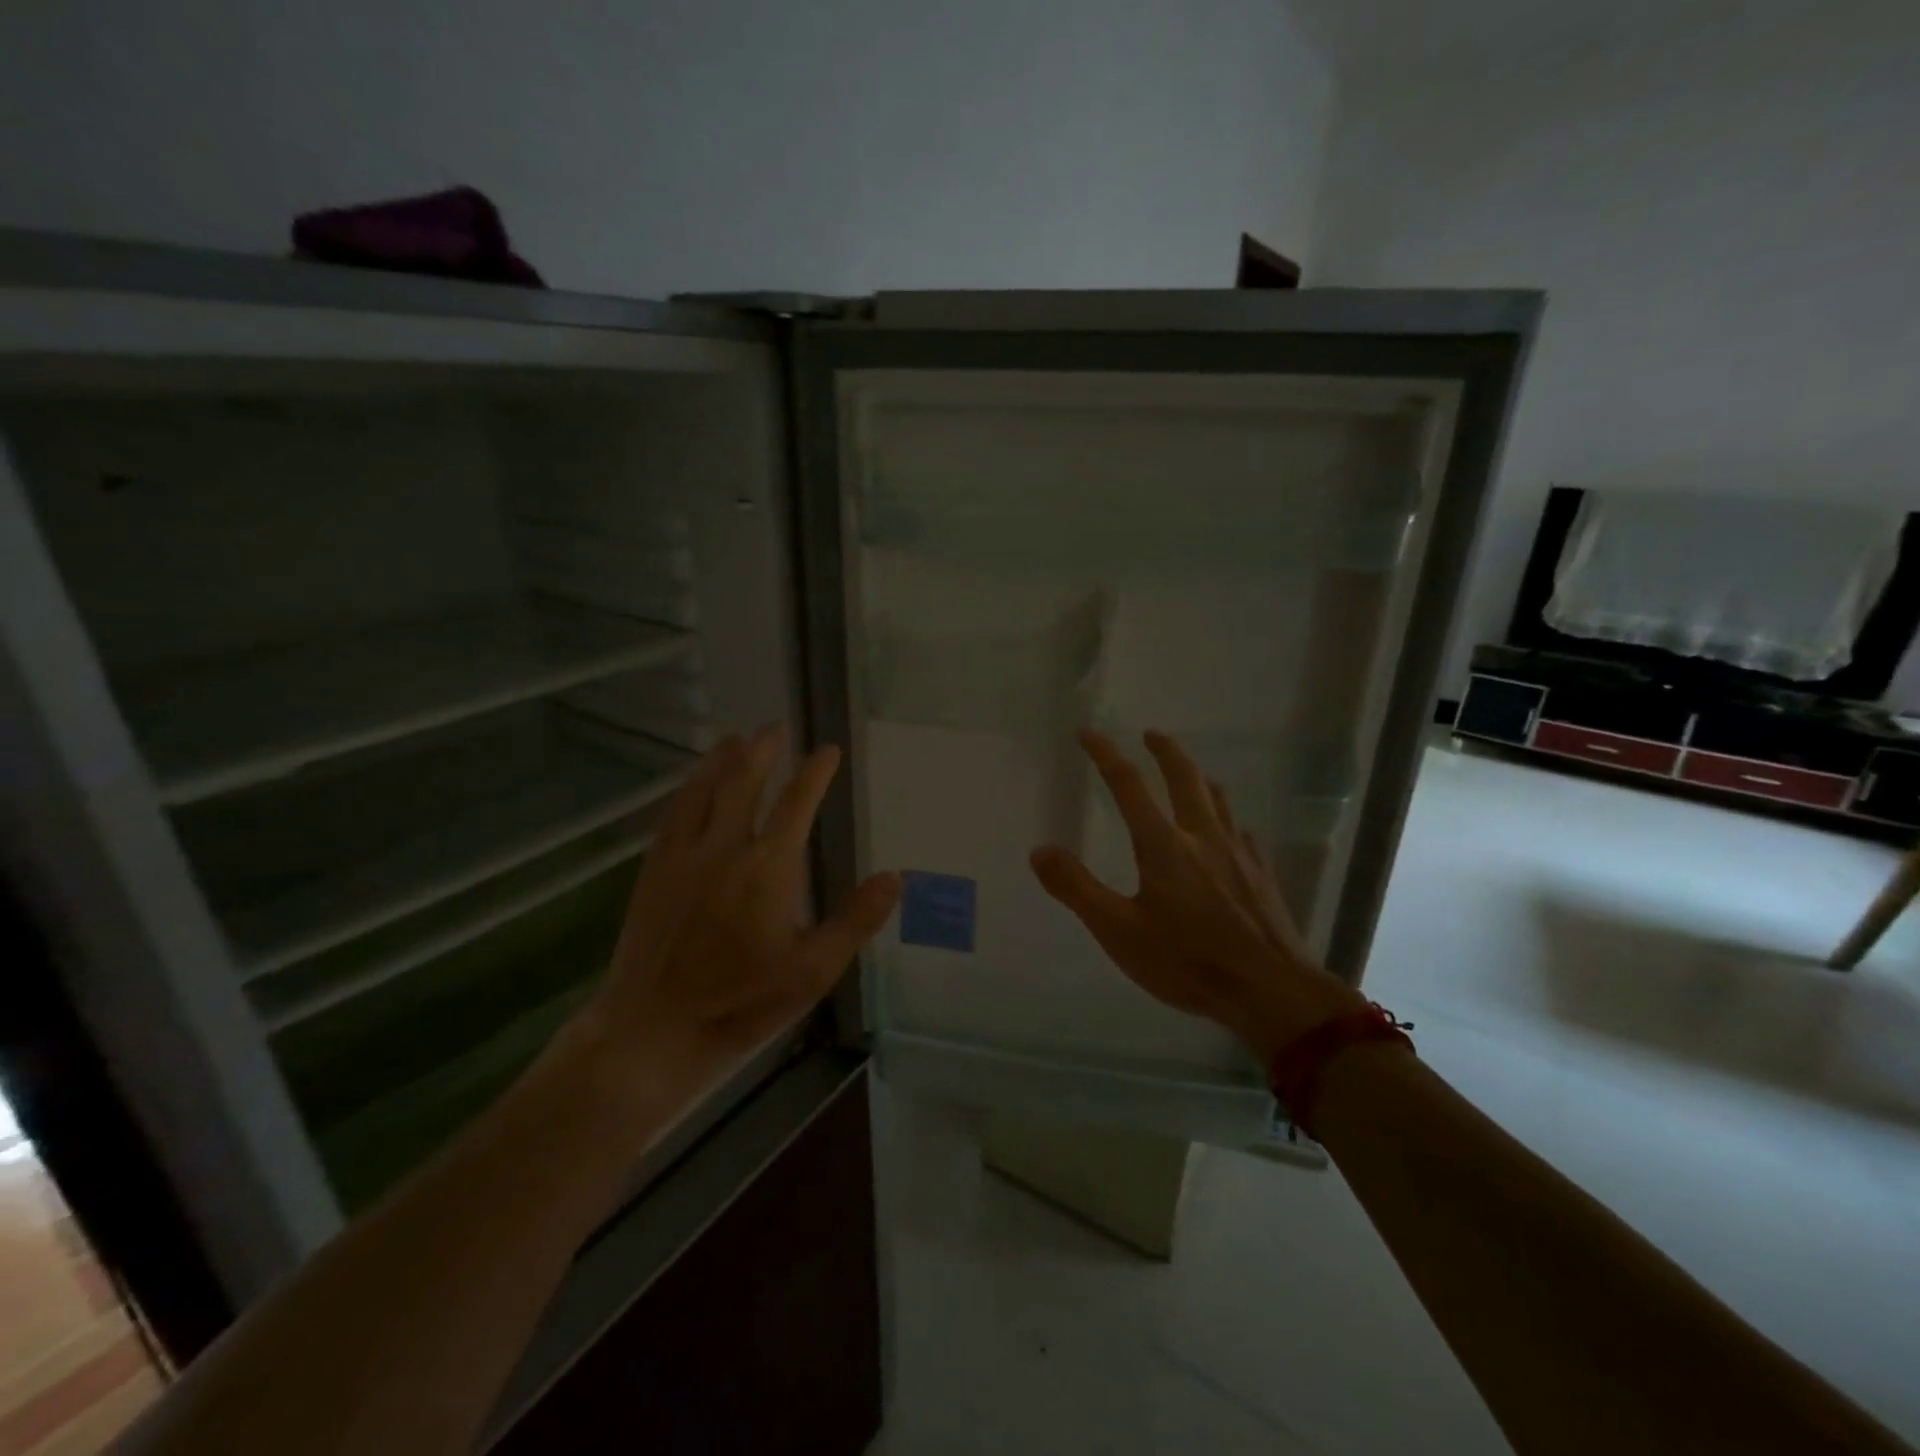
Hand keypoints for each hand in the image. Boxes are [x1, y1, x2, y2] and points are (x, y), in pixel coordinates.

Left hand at [573, 726, 901, 1103]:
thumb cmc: (740, 1002)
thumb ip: (855, 920)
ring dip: (720, 761)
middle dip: (762, 750)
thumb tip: (895, 876)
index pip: (797, 804)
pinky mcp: (653, 872)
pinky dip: (687, 789)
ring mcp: (682, 857)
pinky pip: (673, 815)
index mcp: (768, 868)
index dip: (815, 772)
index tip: (829, 749)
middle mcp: (723, 849)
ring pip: (703, 791)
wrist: (653, 1030)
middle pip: (743, 783)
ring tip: (734, 738)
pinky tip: (691, 786)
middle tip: (775, 726)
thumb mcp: (813, 971)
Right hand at [1030, 729, 1361, 1064]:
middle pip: (1184, 777)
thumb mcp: (1118, 931)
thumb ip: (1076, 888)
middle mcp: (1203, 836)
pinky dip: (1226, 819)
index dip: (1106, 754)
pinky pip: (1241, 831)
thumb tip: (1039, 850)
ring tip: (1190, 773)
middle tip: (1151, 734)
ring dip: (1199, 777)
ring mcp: (1239, 853)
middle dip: (1165, 751)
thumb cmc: (1187, 961)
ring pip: (1218, 799)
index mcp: (1164, 845)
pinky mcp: (1262, 874)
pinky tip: (1228, 834)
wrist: (1270, 991)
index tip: (1089, 733)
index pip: (1128, 785)